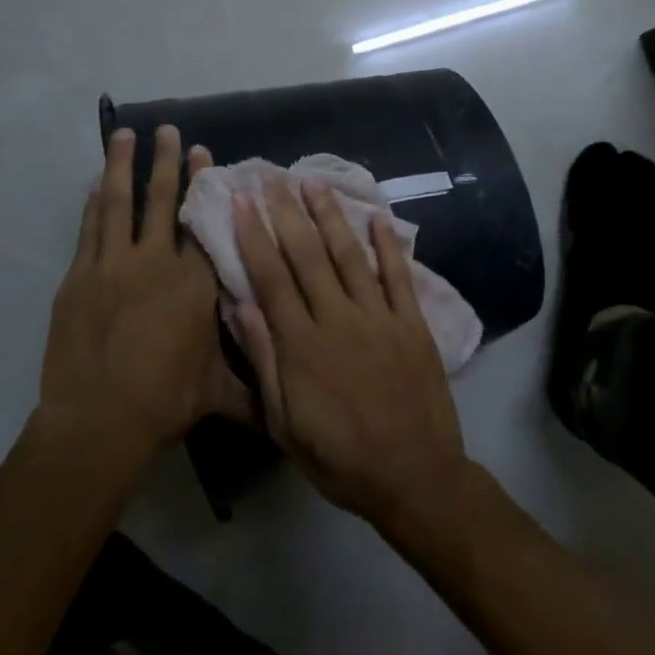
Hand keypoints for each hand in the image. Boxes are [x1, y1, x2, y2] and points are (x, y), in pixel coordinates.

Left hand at [39, 126, 253, 467]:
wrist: (99, 420)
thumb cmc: (165, 401)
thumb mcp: (220, 392)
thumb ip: (255, 384)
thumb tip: (289, 397)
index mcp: (194, 282)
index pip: (201, 220)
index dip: (203, 183)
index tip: (204, 152)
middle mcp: (156, 262)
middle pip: (162, 200)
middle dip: (166, 162)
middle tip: (167, 129)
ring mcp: (113, 266)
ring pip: (118, 203)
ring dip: (122, 166)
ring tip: (124, 135)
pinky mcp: (80, 277)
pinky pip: (89, 229)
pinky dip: (93, 204)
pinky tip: (94, 184)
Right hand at [231, 175, 466, 531]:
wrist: (415, 477)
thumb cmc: (340, 459)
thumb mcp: (285, 425)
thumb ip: (265, 363)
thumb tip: (242, 306)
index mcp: (302, 346)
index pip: (271, 278)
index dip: (253, 236)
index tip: (240, 201)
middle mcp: (338, 320)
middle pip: (307, 256)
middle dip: (285, 212)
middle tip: (270, 176)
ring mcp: (379, 318)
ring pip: (349, 256)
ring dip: (330, 216)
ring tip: (313, 182)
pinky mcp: (412, 323)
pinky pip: (398, 276)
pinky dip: (388, 245)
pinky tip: (377, 216)